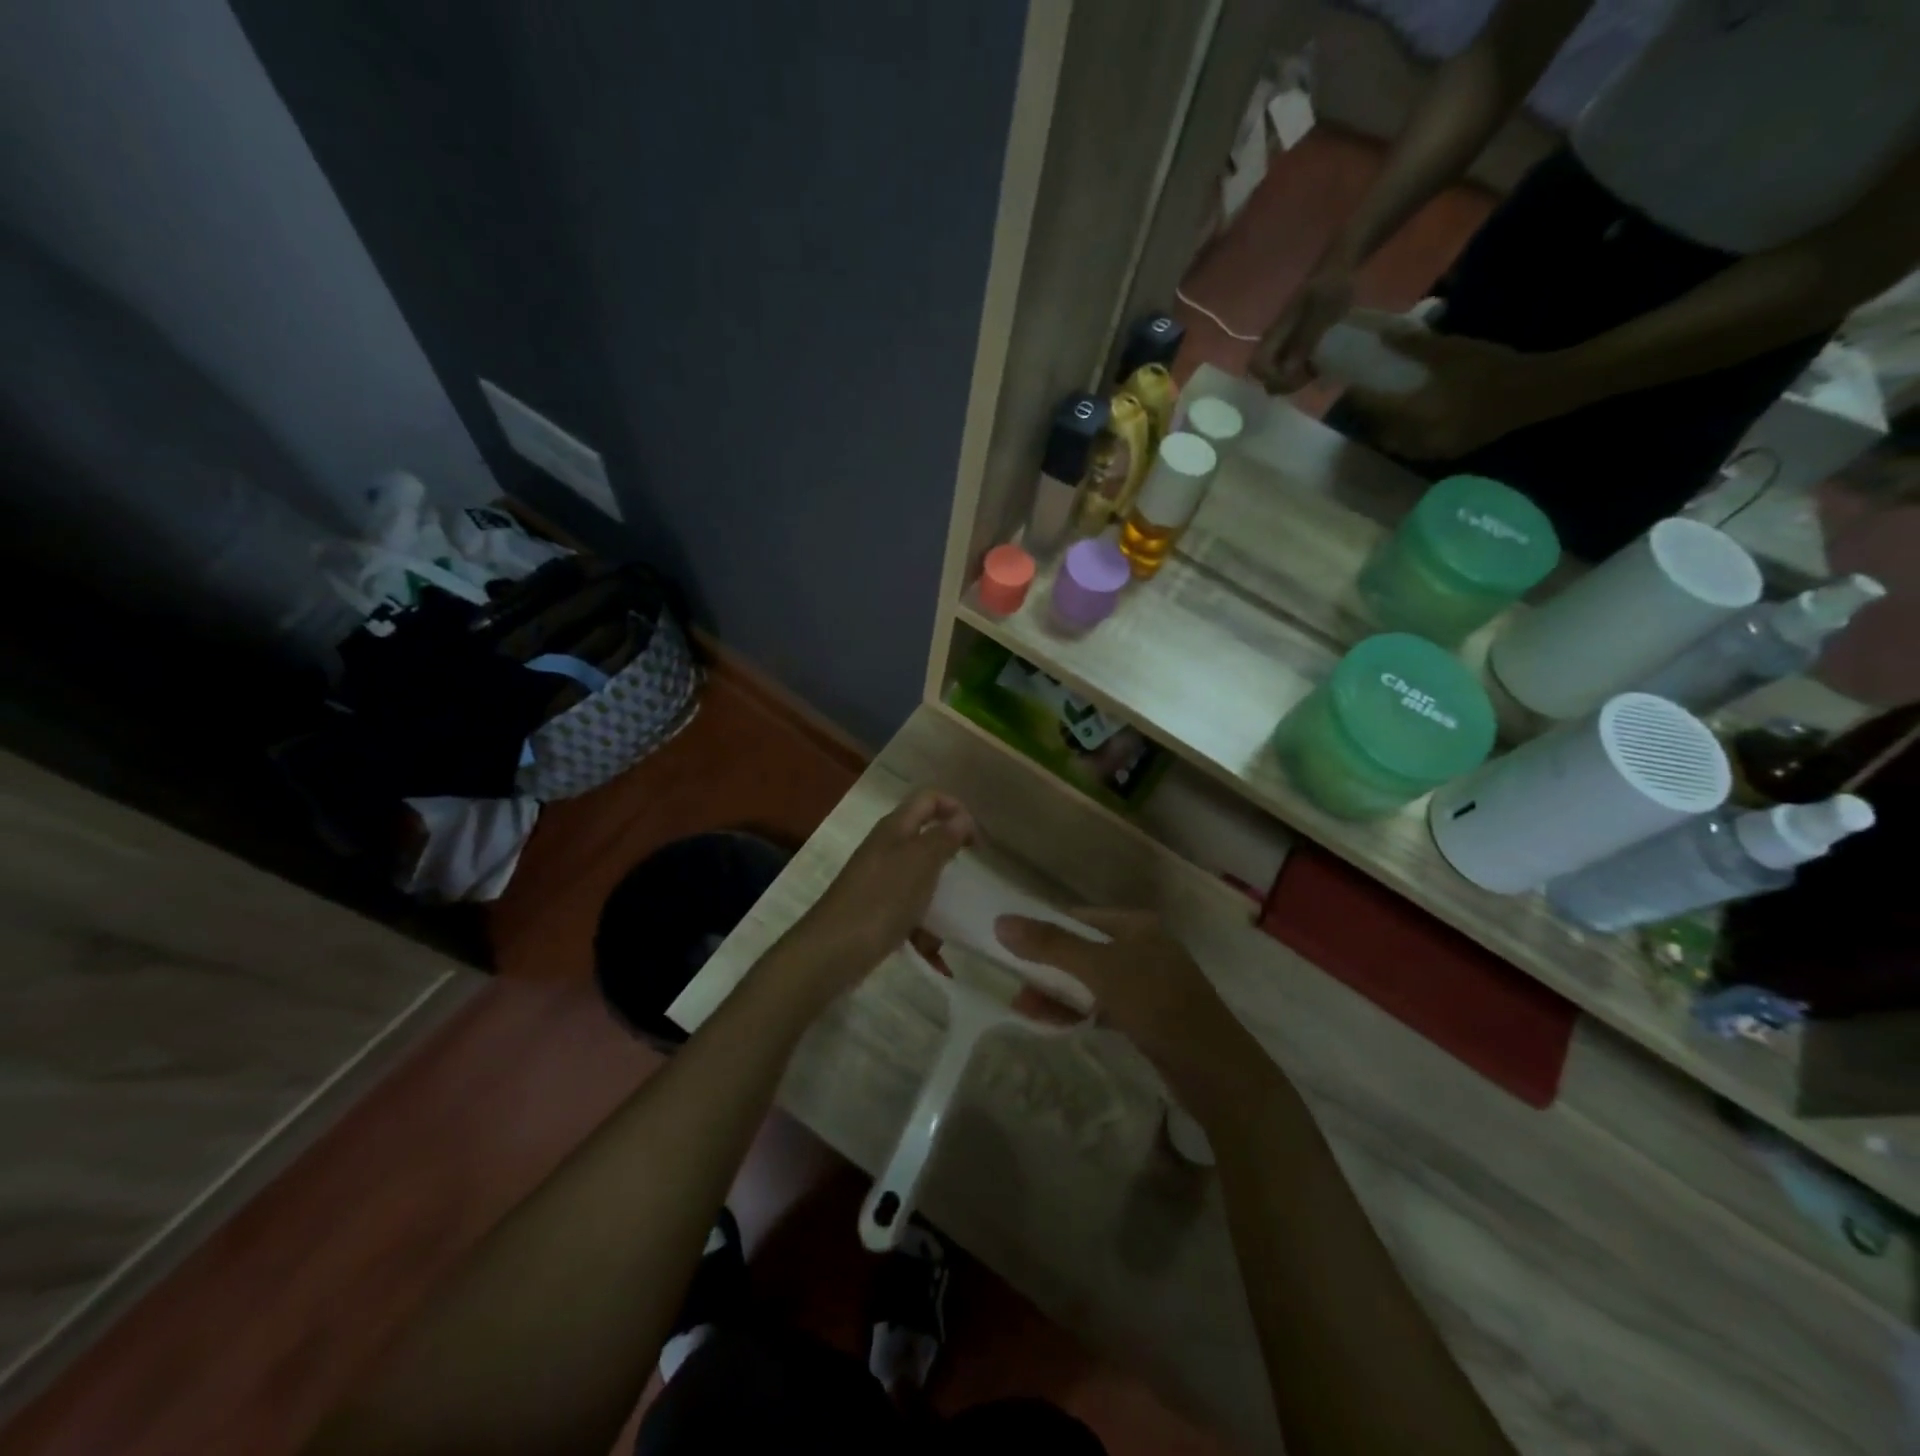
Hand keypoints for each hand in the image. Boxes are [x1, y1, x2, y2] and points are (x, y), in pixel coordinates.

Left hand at [787, 789, 973, 994]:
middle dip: (950, 853)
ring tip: (955, 919)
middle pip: (924, 837)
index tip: (976, 840)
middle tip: (971, 874)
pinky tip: (933, 951)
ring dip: (939, 895)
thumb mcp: (920, 863)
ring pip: (919, 877)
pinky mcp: (875, 910)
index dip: (955, 808)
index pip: (929, 799)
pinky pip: (909, 910)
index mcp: (895, 828)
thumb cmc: (881, 900)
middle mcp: (885, 848)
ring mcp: (878, 880)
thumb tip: (962, 817)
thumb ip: (943, 838)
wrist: (832, 951)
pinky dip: (923, 927)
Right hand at [994, 909, 1263, 1108]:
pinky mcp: (1149, 1018)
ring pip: (1091, 981)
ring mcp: (1148, 985)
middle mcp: (1143, 948)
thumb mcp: (1100, 970)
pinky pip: (1103, 1006)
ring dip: (1058, 993)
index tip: (1012, 947)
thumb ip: (1051, 946)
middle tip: (1015, 985)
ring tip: (1024, 1008)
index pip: (1079, 918)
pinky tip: (1054, 1024)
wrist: (1216, 1072)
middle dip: (1047, 968)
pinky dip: (1078, 1012)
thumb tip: (1001, 921)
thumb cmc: (1158, 1004)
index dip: (1045, 929)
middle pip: (1083, 951)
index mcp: (1137, 926)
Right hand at [1250, 268, 1354, 393]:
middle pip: (1261, 374)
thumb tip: (1286, 372)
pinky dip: (1296, 374)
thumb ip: (1304, 341)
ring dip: (1289, 380)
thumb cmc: (1331, 287)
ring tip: (1312, 373)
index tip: (1296, 375)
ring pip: (1273, 373)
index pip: (1256, 366)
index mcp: (1275, 333)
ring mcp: (1281, 343)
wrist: (1339, 269)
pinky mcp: (1291, 343)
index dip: (1272, 378)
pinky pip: (1284, 367)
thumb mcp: (1321, 313)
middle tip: (1306, 378)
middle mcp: (1272, 341)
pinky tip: (1313, 368)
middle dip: (1281, 383)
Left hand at [1346, 328, 1574, 459]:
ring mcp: (1433, 451)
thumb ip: (1415, 346)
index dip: (1361, 398)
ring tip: (1384, 411)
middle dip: (1372, 418)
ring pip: (1397, 444)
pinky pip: (1415, 449)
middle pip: (1382, 433)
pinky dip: (1406, 437)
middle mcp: (1418, 440)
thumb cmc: (1491, 368)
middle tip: (1366, 399)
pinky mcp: (1448, 453)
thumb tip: (1383, 335)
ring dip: (1387, 430)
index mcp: (1416, 416)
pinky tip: (1409, 423)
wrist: (1536, 391)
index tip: (1351, 385)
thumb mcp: (1452, 352)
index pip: (1376, 410)